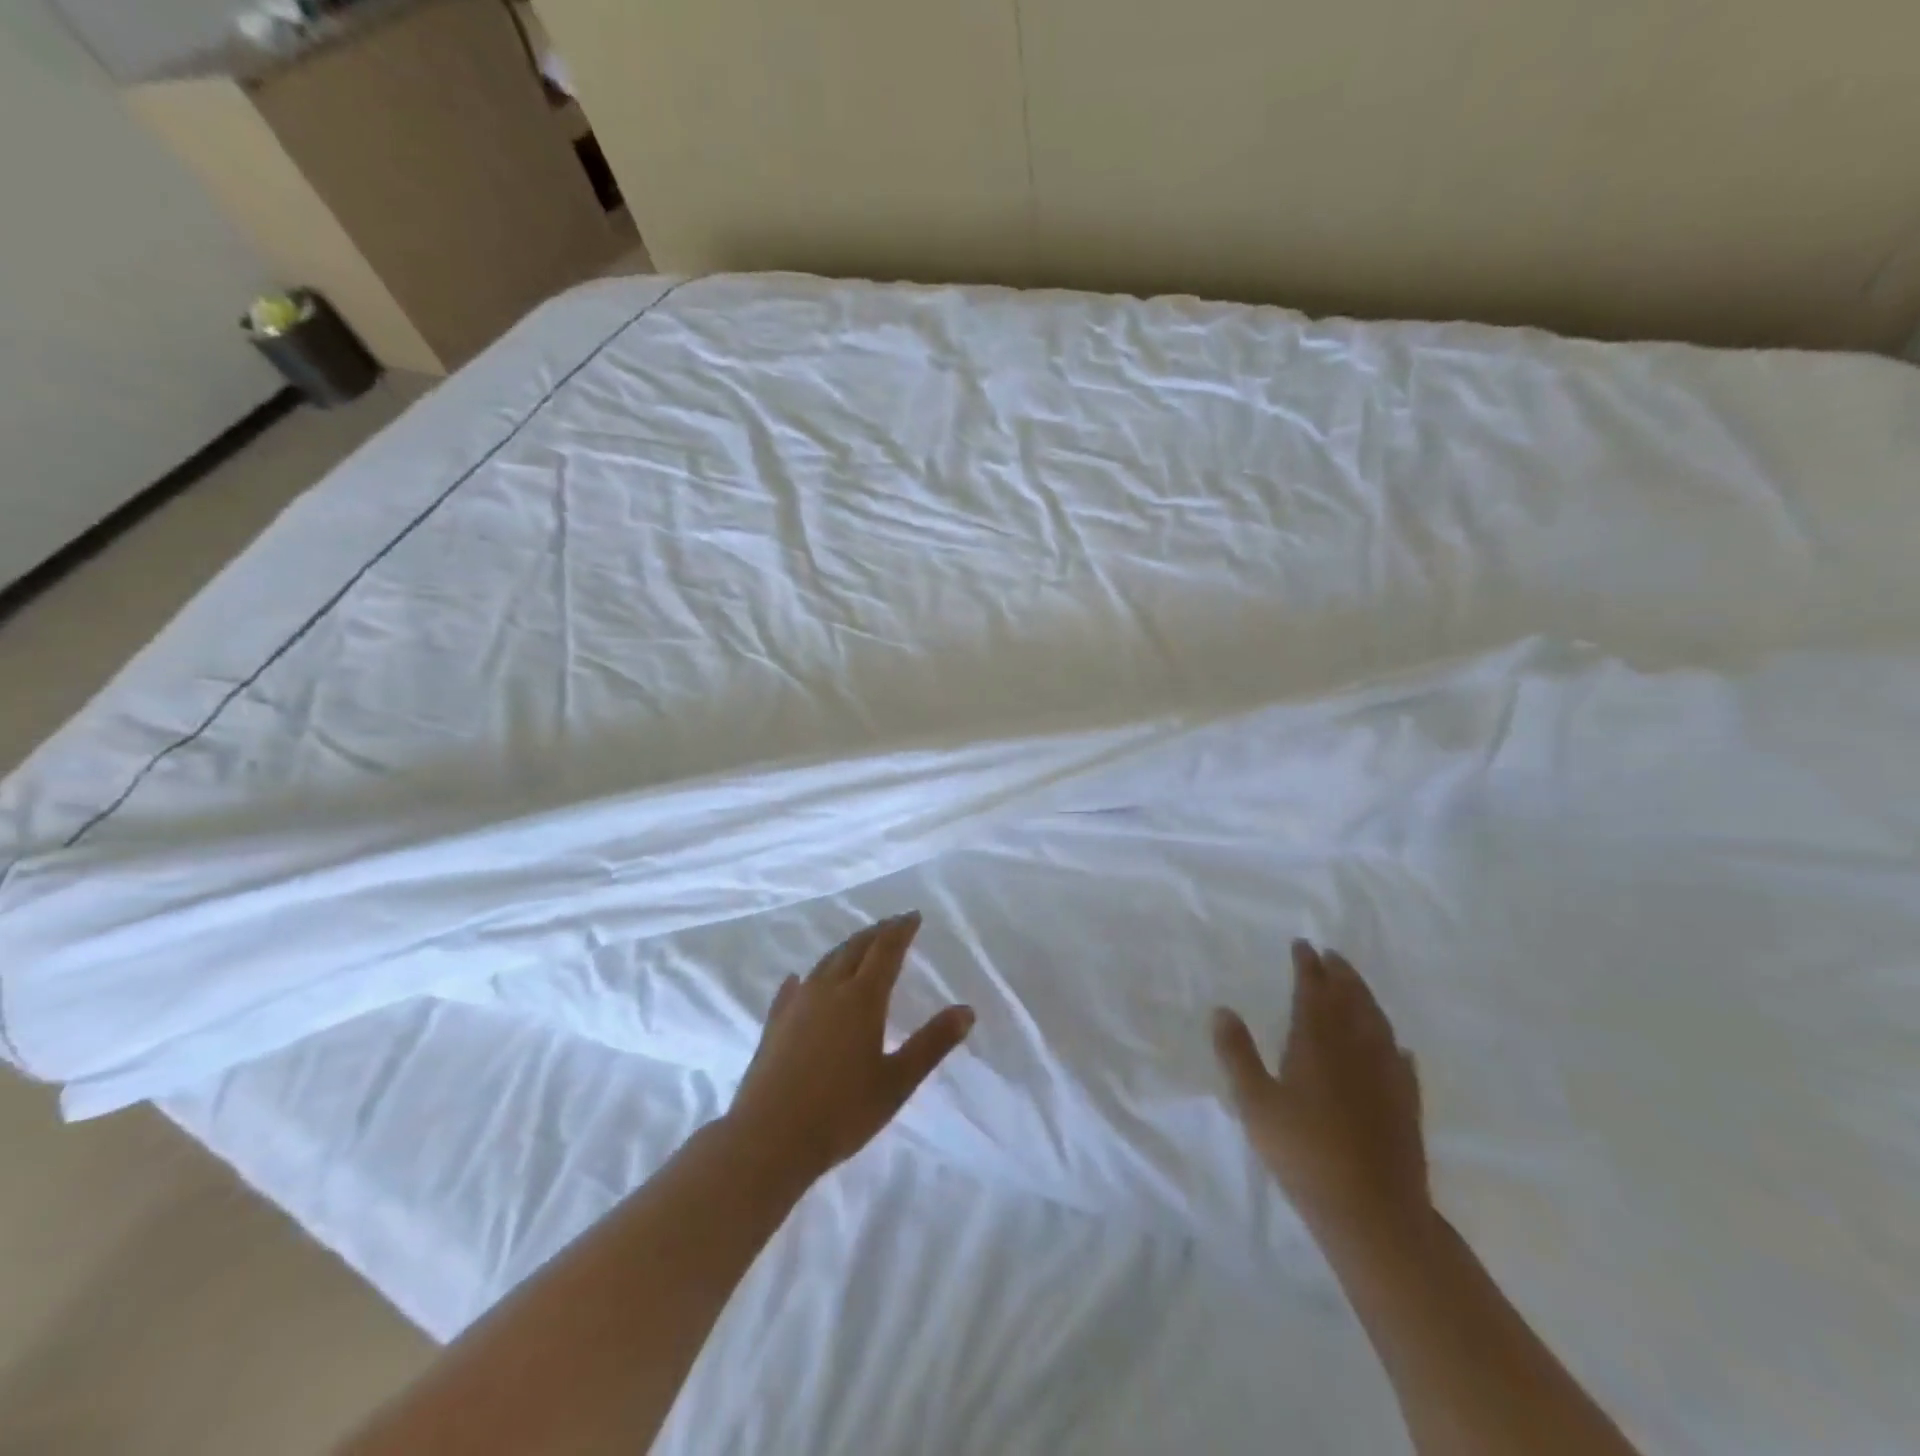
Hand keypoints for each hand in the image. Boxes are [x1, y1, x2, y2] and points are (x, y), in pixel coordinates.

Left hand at [726, 912, 973, 1184]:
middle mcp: (829, 990)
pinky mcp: (774, 1024)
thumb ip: (932, 1043)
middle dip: (876, 933)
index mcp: (862, 998)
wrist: (768, 1139)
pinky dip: (805, 977)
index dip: (901, 930)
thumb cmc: (841, 1111)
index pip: (886, 951)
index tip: (913, 916)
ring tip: (858, 945)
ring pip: (825, 963)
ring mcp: (797, 1004)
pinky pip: (792, 988)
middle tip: (891, 925)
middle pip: (854, 949)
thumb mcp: (897, 1081)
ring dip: (845, 948)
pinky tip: (799, 979)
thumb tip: (967, 1010)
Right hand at [1213, 940, 1428, 1234]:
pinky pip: (1402, 1060)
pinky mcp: (1407, 1104)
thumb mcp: (1255, 1103)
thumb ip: (1237, 1054)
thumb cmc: (1303, 1153)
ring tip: (1356, 985)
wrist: (1373, 1211)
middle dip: (1340, 974)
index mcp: (1316, 1043)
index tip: (1303, 945)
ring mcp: (1387, 1076)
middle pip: (1350, 1000)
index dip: (1307, 966)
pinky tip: (1394, 1045)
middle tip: (1331, 955)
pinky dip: (1392, 1043)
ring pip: (1378, 1023)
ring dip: (1366, 998)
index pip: (1313, 991)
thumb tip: (1222, 1010)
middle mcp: (1355, 1049)